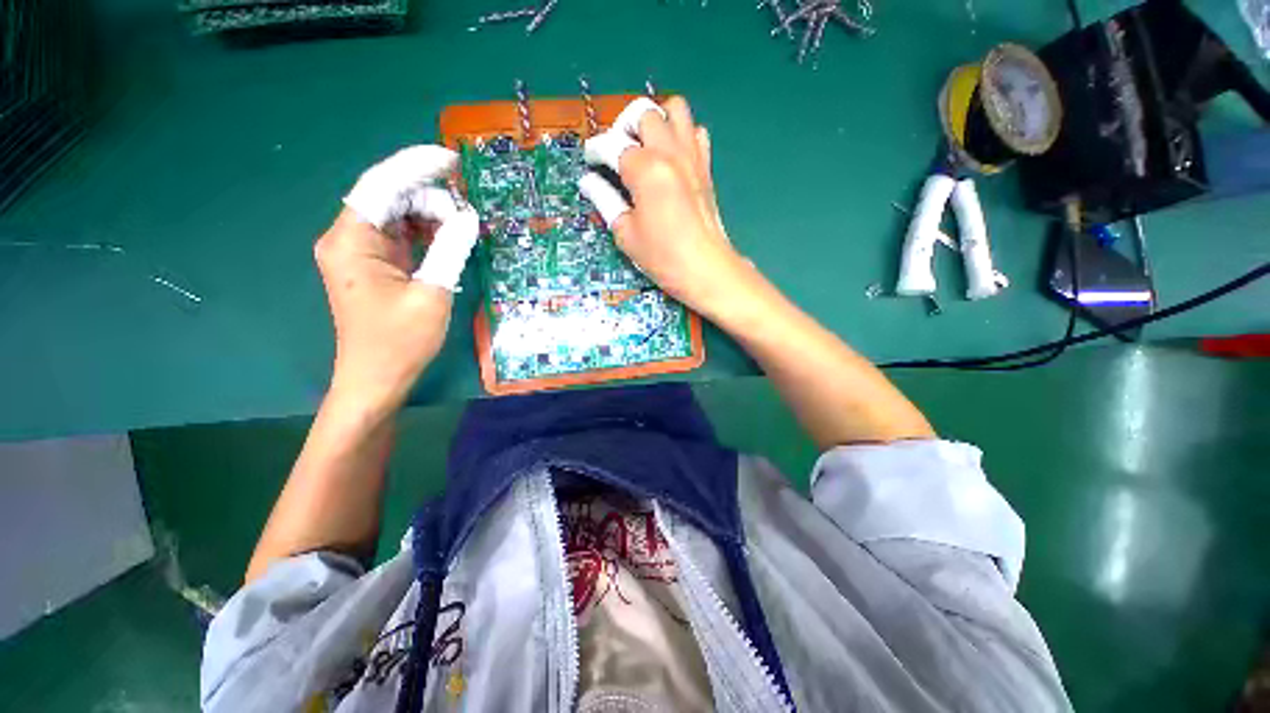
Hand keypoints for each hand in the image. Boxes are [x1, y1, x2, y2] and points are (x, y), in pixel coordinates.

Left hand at [316, 146, 479, 414]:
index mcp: (351, 240)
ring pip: (398, 215)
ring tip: (464, 229)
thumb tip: (468, 217)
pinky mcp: (375, 265)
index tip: (451, 159)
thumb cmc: (400, 342)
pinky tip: (450, 240)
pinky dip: (427, 234)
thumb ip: (449, 249)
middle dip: (430, 199)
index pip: (381, 185)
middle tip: (469, 217)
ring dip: (431, 217)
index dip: (416, 166)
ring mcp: (361, 252)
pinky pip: (402, 236)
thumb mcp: (432, 293)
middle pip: (390, 197)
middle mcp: (349, 238)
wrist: (376, 380)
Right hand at [578, 97, 750, 320]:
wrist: (706, 269)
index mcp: (646, 169)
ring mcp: (692, 156)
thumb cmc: (663, 256)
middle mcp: (670, 152)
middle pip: (644, 112)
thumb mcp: (626, 233)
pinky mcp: (706, 167)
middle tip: (618, 152)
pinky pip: (696, 132)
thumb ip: (605, 200)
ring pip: (675, 109)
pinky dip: (681, 134)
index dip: (595, 151)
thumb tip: (589, 182)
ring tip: (645, 147)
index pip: (612, 143)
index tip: (591, 162)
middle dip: (624, 126)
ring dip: (656, 120)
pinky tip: (671, 158)